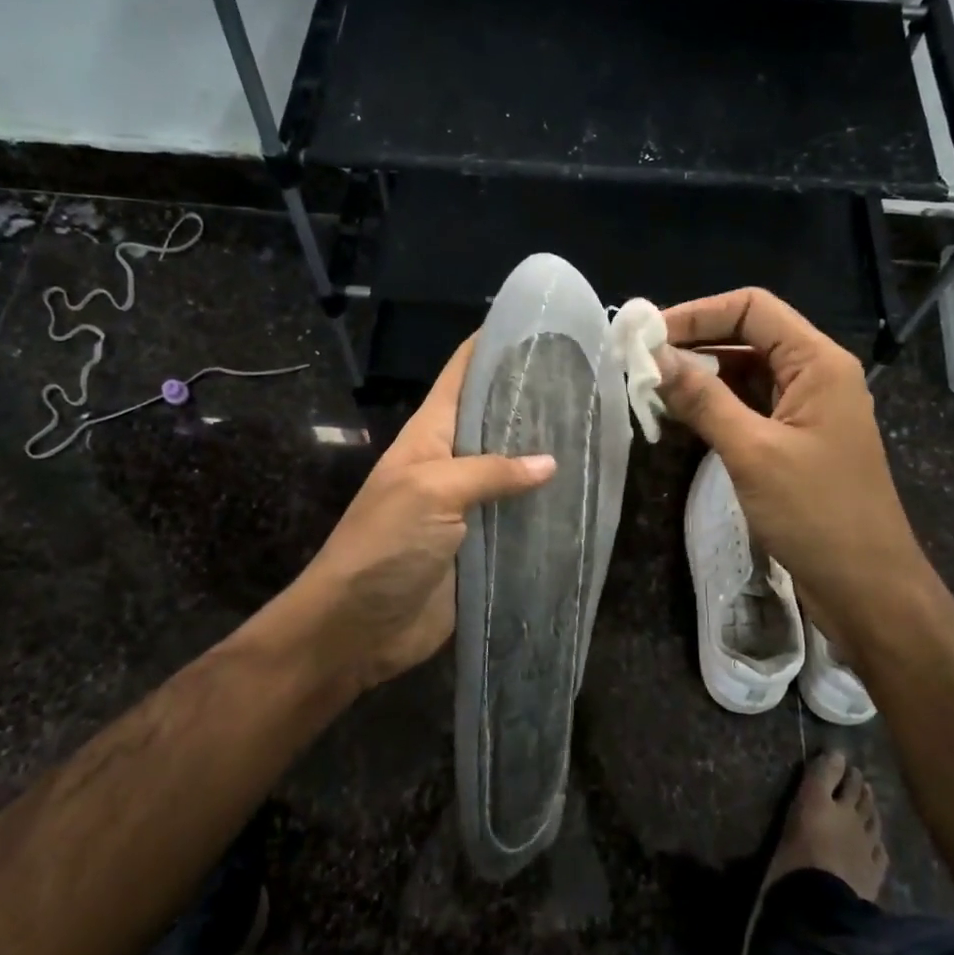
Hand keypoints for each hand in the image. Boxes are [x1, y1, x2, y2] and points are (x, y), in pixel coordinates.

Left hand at [293, 339, 555, 690]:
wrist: (356, 627)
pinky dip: (546, 510)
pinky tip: (581, 499)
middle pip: (496, 420)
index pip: (463, 373)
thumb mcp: (432, 491)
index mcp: (431, 434)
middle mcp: (452, 461)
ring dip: (547, 459)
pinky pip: (518, 519)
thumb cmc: (384, 545)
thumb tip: (550, 462)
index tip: (541, 327)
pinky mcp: (482, 546)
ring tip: (597, 436)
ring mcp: (467, 505)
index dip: (495, 345)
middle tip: (589, 383)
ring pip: (513, 471)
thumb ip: (490, 471)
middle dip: (535, 402)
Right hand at [659, 288, 924, 623]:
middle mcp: (814, 375)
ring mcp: (804, 409)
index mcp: (818, 362)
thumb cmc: (817, 514)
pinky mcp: (794, 440)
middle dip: (694, 345)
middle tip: (639, 363)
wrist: (867, 589)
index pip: (753, 309)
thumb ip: (703, 400)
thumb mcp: (752, 452)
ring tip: (650, 389)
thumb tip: (655, 357)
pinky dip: (713, 406)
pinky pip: (748, 406)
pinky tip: (678, 416)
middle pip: (747, 336)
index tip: (649, 336)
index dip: (698, 313)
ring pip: (745, 373)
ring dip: (700, 377)